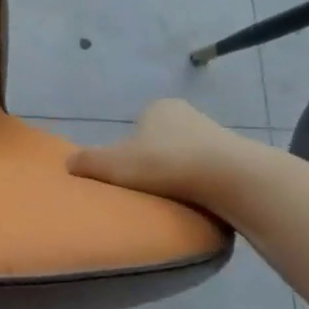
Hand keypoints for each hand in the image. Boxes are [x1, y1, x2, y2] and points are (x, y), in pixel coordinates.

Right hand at [65, 99, 259, 211]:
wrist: (234, 179)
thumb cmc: (165, 163)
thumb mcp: (111, 164)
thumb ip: (85, 162)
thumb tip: (68, 164)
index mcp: (158, 108)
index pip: (135, 127)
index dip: (126, 150)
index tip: (126, 172)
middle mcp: (189, 114)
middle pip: (160, 142)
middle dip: (153, 162)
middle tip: (144, 186)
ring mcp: (219, 135)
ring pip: (186, 157)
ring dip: (179, 175)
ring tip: (171, 198)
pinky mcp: (240, 160)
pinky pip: (209, 173)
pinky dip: (200, 186)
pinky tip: (195, 201)